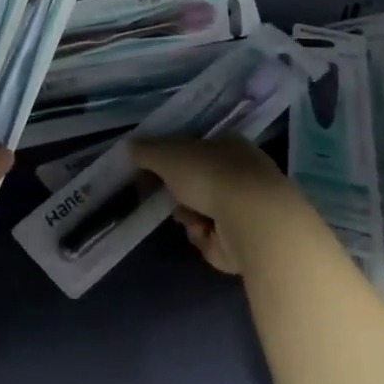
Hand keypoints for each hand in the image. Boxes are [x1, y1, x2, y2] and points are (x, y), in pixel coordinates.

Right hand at [130, 137, 302, 276]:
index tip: (152, 172)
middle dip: (179, 194)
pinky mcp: (249, 239)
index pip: (196, 148)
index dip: (172, 160)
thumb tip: (129, 146)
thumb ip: (146, 151)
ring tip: (192, 220)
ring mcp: (248, 207)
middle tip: (167, 199)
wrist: (253, 221)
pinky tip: (206, 234)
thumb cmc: (210, 175)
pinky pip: (214, 237)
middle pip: (197, 183)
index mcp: (229, 145)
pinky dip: (205, 237)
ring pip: (203, 211)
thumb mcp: (167, 155)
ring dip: (189, 216)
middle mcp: (243, 173)